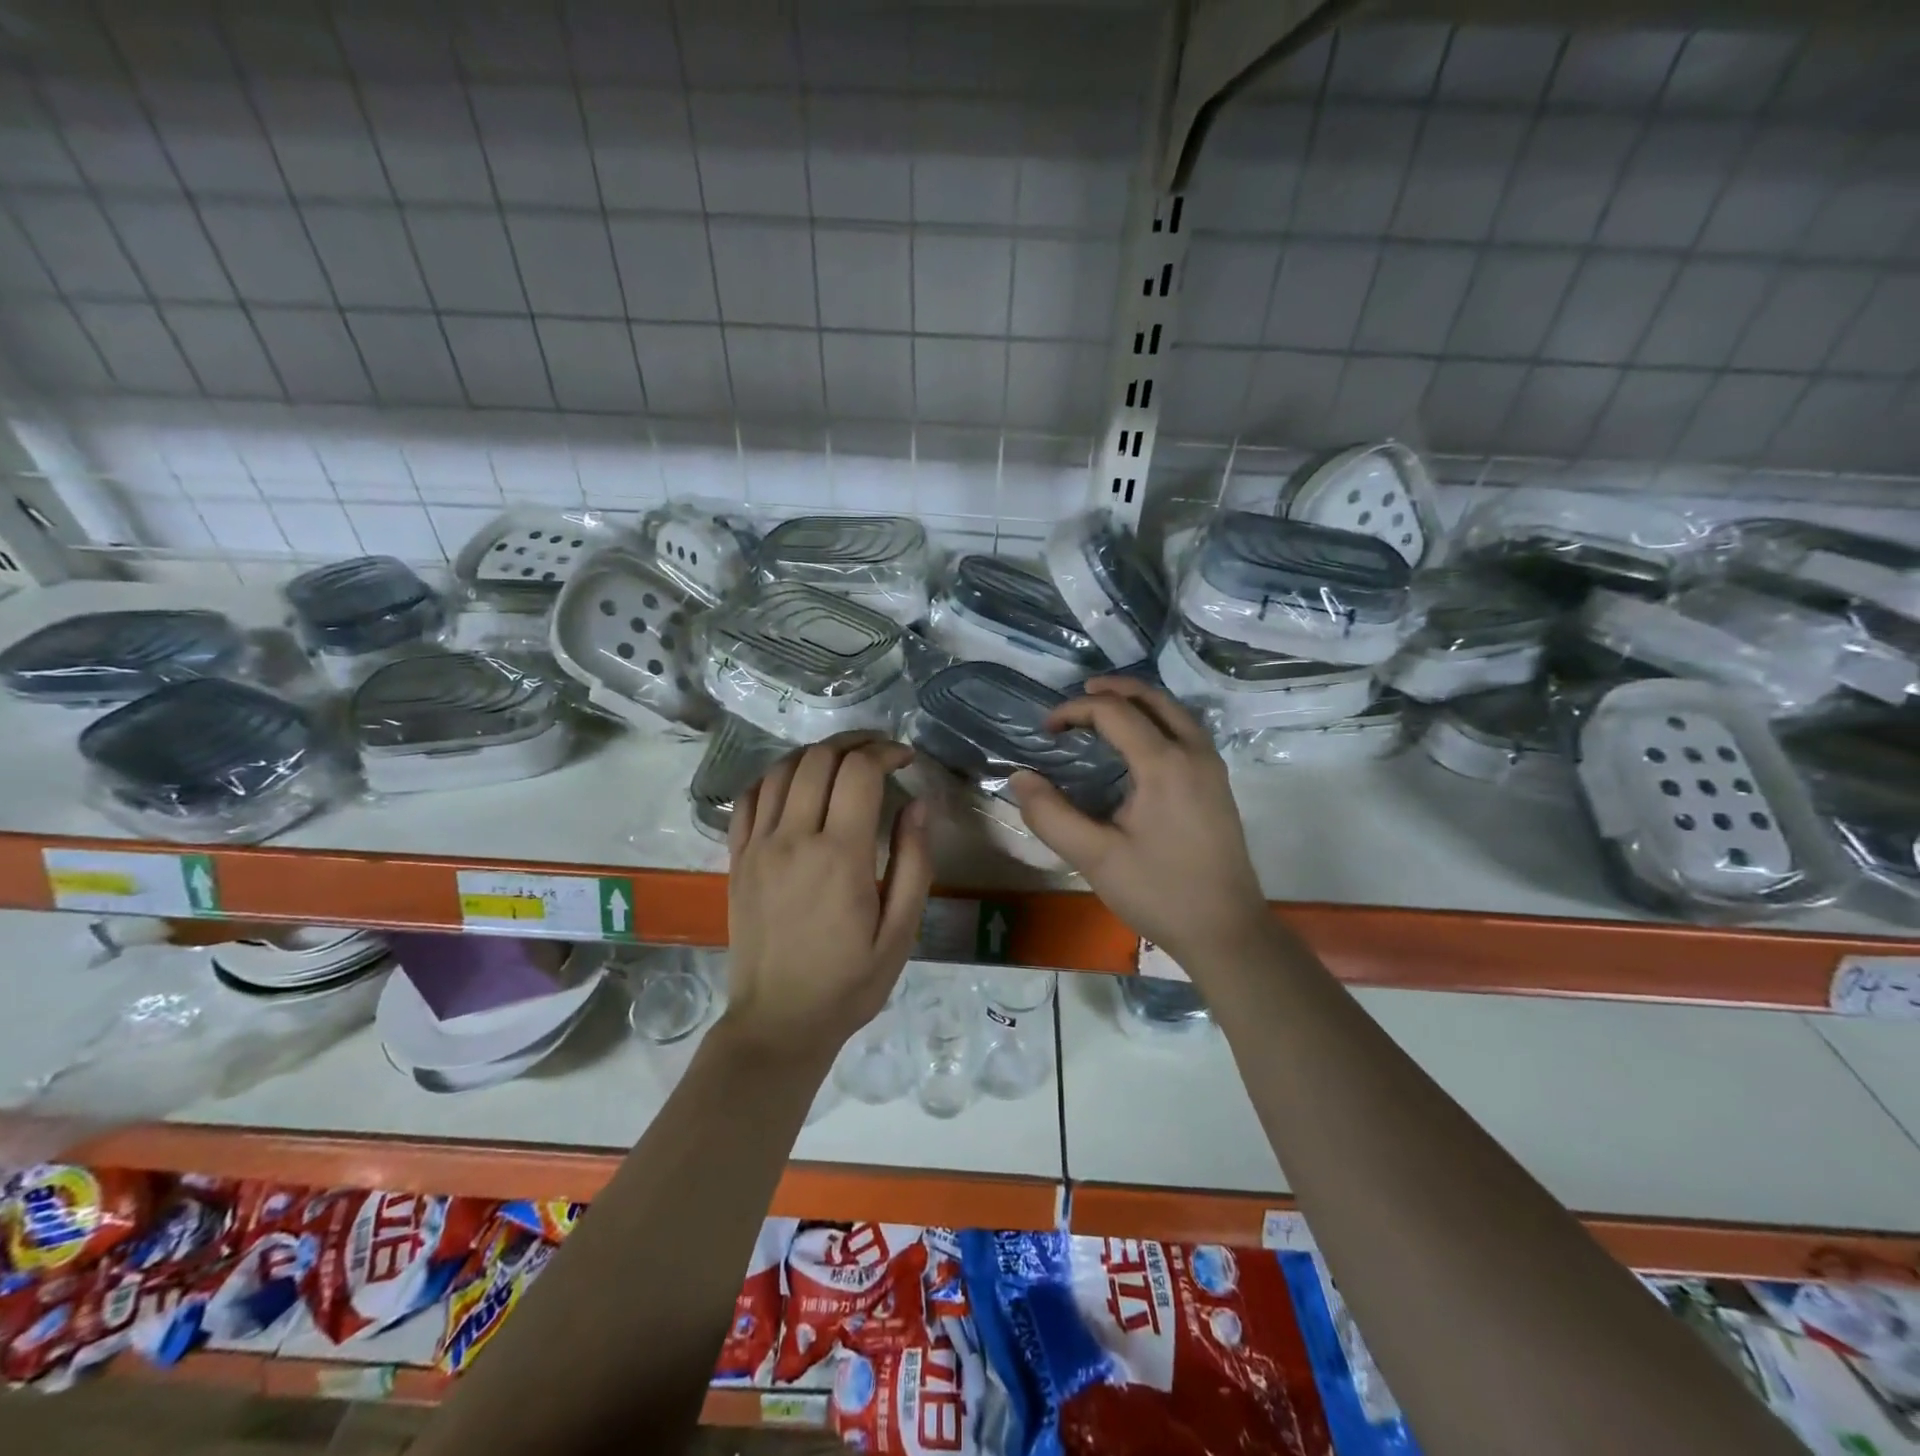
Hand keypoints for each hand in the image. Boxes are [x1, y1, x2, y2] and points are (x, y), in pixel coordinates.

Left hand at [724, 733, 933, 1059]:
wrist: (779, 1022)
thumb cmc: (850, 982)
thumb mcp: (901, 931)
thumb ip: (913, 862)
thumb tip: (918, 804)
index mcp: (840, 856)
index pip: (859, 772)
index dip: (885, 752)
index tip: (906, 759)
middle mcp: (793, 839)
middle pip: (819, 759)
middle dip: (855, 743)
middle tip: (880, 751)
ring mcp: (758, 847)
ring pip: (781, 769)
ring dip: (816, 753)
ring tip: (843, 761)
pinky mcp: (736, 859)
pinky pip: (749, 797)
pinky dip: (775, 776)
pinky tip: (796, 783)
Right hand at [1011, 679, 1271, 968]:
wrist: (1227, 930)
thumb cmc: (1159, 893)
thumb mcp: (1095, 858)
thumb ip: (1051, 815)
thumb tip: (1020, 777)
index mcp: (1164, 764)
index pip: (1114, 712)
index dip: (1074, 710)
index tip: (1046, 731)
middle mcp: (1193, 753)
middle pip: (1151, 698)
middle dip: (1111, 690)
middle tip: (1076, 697)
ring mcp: (1211, 767)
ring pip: (1174, 711)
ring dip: (1137, 702)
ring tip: (1103, 711)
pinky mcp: (1217, 784)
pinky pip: (1185, 731)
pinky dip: (1156, 720)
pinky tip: (1137, 744)